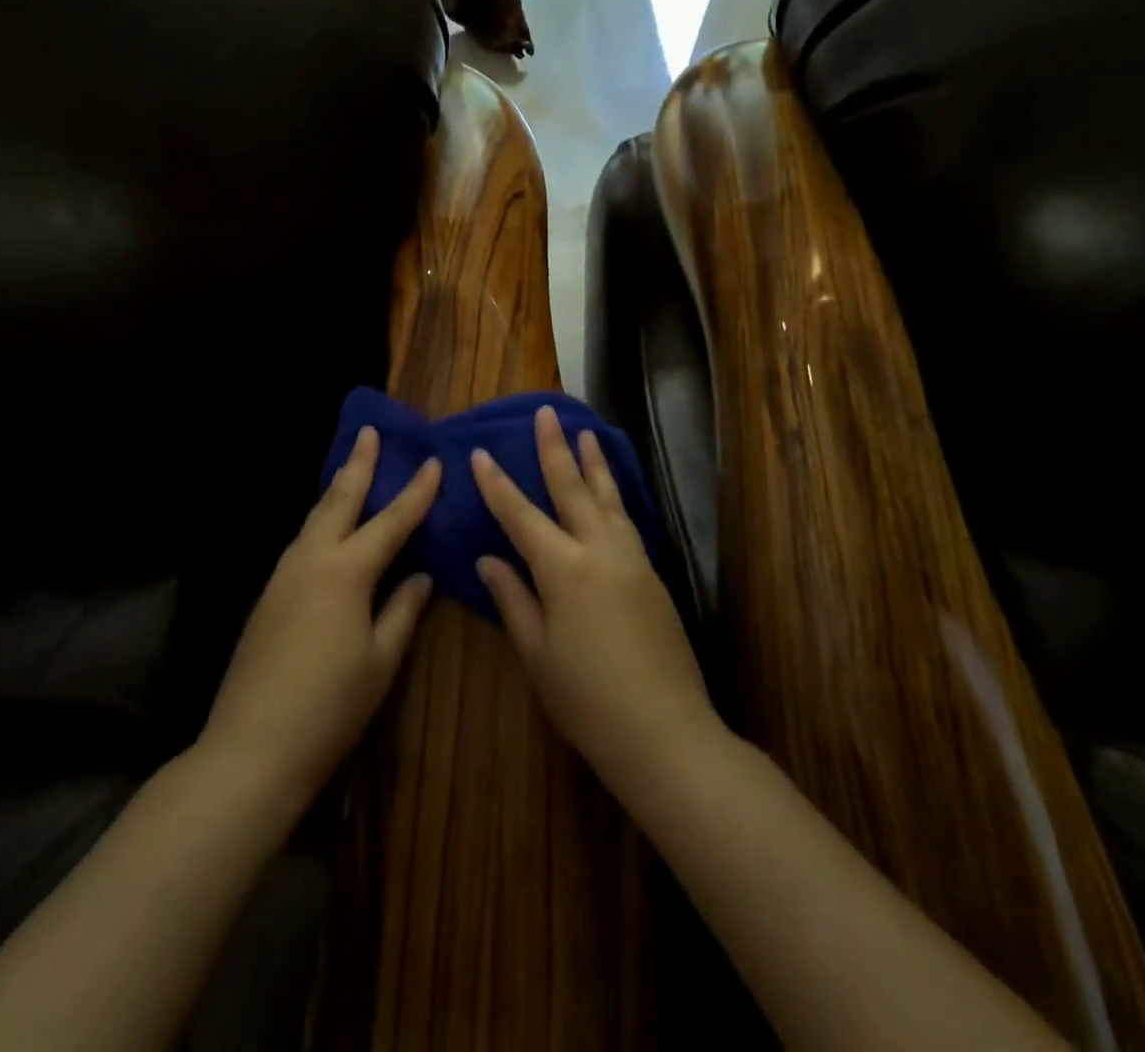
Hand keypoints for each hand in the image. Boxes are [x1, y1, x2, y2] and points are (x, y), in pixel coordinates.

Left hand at [202, 426, 438, 800]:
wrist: (251, 748)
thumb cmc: (329, 706)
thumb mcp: (380, 661)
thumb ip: (402, 611)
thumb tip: (420, 576)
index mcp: (346, 571)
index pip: (391, 521)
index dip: (415, 492)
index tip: (433, 460)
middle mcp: (311, 560)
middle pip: (338, 501)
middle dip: (358, 464)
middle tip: (370, 432)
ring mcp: (283, 576)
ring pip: (314, 519)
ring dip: (336, 491)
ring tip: (352, 471)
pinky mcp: (268, 596)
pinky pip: (302, 543)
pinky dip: (321, 523)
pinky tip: (329, 531)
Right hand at [472, 406, 719, 799]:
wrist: (665, 732)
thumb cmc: (587, 699)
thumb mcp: (537, 654)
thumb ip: (513, 599)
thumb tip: (488, 561)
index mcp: (564, 569)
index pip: (521, 515)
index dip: (497, 484)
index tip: (479, 453)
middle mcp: (600, 551)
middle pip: (573, 489)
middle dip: (555, 448)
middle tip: (546, 412)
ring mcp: (632, 560)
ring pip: (609, 498)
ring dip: (595, 463)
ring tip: (587, 433)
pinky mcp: (653, 575)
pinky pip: (627, 521)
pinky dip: (615, 496)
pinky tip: (611, 492)